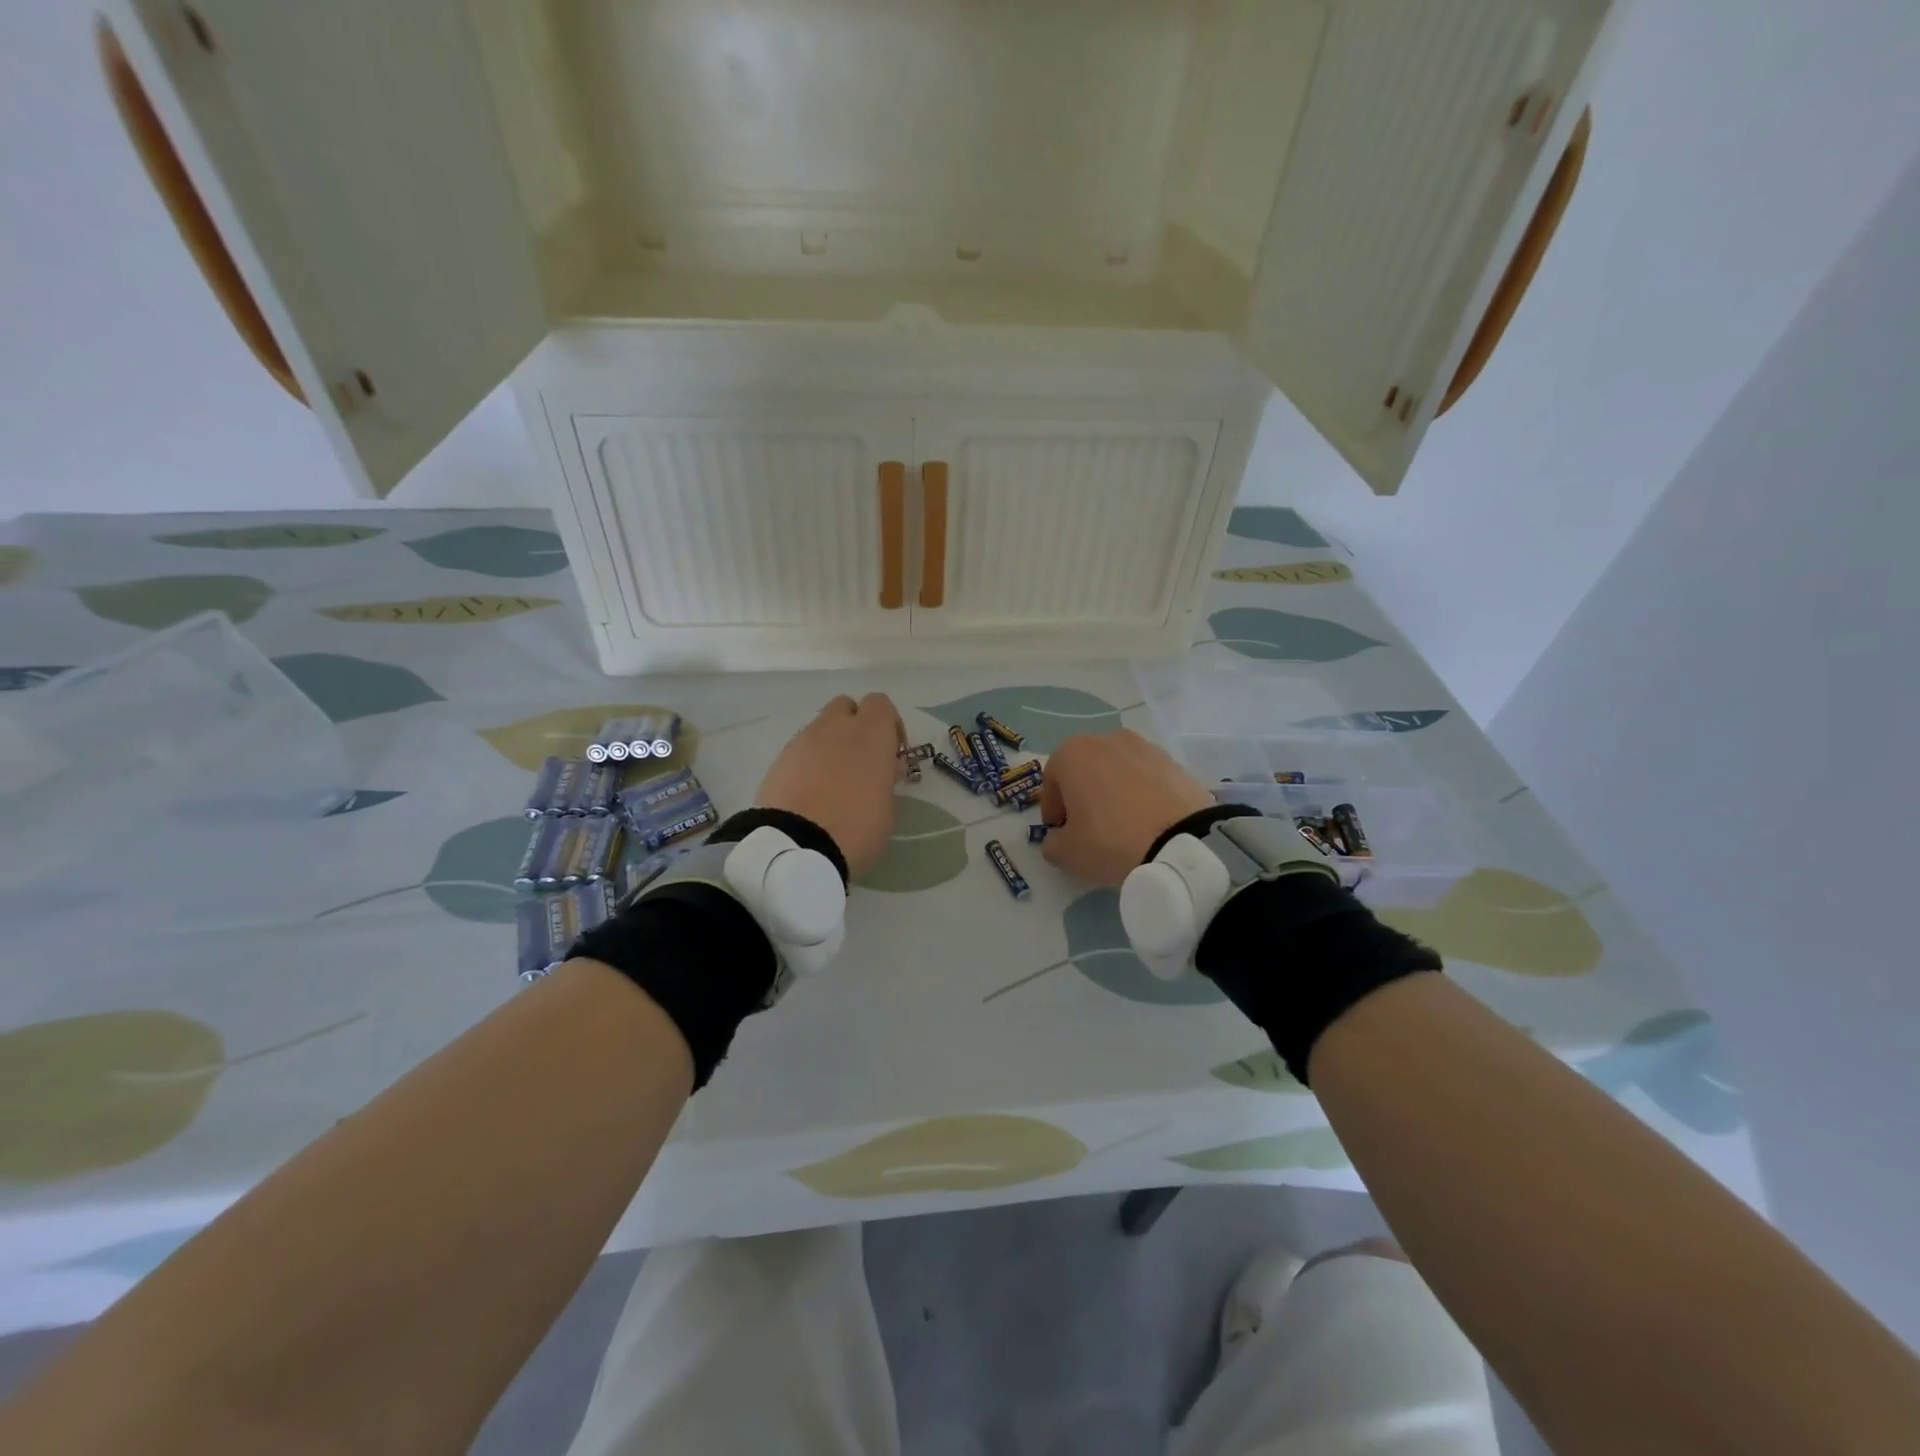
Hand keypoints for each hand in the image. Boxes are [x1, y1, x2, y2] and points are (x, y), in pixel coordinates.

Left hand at [755, 693, 904, 876]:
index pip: (881, 704)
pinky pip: (800, 750)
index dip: (889, 725)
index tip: (892, 754)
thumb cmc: (855, 829)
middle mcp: (835, 728)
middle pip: (846, 706)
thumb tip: (884, 768)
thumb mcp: (887, 811)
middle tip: (862, 760)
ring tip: (833, 781)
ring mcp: (803, 741)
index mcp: (870, 734)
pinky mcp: (779, 759)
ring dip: (831, 744)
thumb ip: (886, 780)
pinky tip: (811, 792)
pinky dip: (808, 762)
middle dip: (855, 726)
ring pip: (821, 727)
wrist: (795, 848)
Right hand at [1037, 729, 1214, 884]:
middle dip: (1083, 795)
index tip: (1060, 832)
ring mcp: (1145, 747)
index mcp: (1073, 753)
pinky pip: (1147, 778)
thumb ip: (1052, 843)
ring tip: (1123, 825)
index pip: (1052, 780)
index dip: (1052, 809)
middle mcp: (1107, 739)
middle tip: (1089, 827)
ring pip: (1118, 771)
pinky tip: (1148, 822)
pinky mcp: (1174, 762)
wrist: (1181, 842)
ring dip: (1114, 791)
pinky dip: (1143, 794)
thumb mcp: (1066, 853)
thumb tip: (1059, 838)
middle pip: (1085, 769)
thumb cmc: (1109, 840)